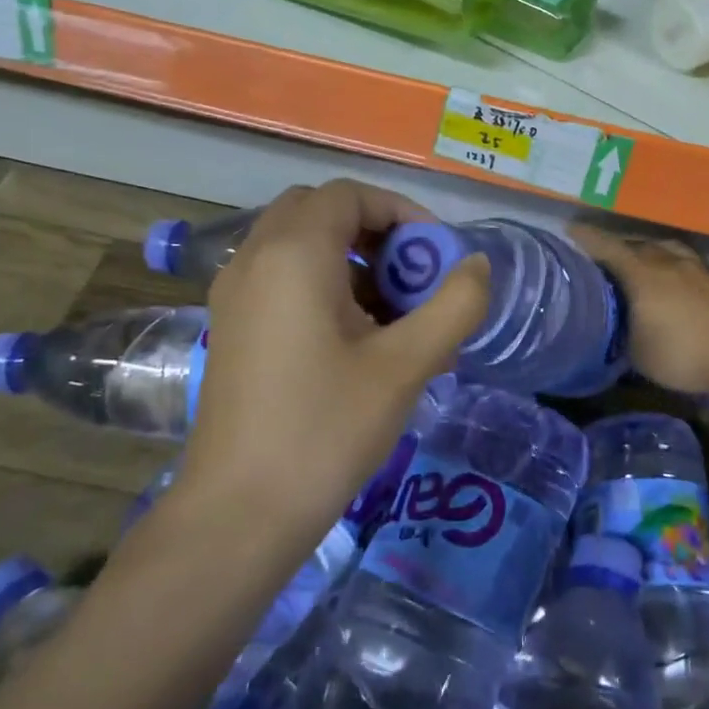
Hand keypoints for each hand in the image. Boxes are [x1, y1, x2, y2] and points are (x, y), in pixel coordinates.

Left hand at [182, 180, 488, 528]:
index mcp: (292, 255)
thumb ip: (454, 305)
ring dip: (351, 261)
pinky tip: (359, 342)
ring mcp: (235, 296)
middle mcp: (254, 260)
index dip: (401, 212)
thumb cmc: (326, 428)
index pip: (349, 195)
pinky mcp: (232, 329)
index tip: (436, 254)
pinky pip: (282, 279)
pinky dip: (325, 286)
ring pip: (300, 246)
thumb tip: (476, 266)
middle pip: (320, 212)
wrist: (240, 513)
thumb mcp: (407, 364)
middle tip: (412, 276)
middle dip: (375, 233)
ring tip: (396, 315)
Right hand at [570, 225, 708, 397]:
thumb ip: (622, 337)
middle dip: (619, 247)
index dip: (587, 239)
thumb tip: (616, 331)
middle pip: (638, 245)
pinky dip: (674, 268)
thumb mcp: (639, 355)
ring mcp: (699, 269)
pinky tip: (675, 283)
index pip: (607, 248)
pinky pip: (687, 265)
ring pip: (667, 250)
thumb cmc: (685, 352)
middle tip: (604, 255)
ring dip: (651, 252)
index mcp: (642, 273)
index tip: (571, 230)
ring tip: (642, 262)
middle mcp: (668, 262)